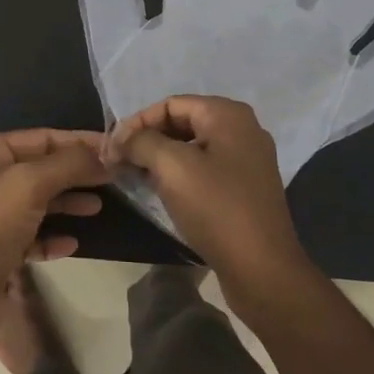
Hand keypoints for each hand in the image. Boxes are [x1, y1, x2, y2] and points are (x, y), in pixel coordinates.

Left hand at [0, 129, 107, 283]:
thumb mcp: (30, 184)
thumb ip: (69, 164)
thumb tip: (105, 155)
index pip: (41, 137)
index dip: (79, 142)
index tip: (115, 149)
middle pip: (43, 168)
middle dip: (77, 173)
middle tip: (115, 178)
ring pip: (40, 201)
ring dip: (69, 203)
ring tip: (98, 207)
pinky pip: (34, 235)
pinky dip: (53, 236)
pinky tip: (72, 243)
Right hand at [104, 95, 313, 292]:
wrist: (261, 269)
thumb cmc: (216, 208)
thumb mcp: (172, 167)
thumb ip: (141, 142)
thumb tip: (119, 139)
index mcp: (228, 115)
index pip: (170, 104)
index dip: (137, 122)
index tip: (111, 148)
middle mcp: (242, 130)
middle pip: (182, 122)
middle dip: (147, 139)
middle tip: (117, 162)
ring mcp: (246, 160)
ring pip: (191, 147)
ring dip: (159, 158)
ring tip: (132, 175)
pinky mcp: (245, 188)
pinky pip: (204, 169)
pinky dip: (178, 174)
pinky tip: (158, 190)